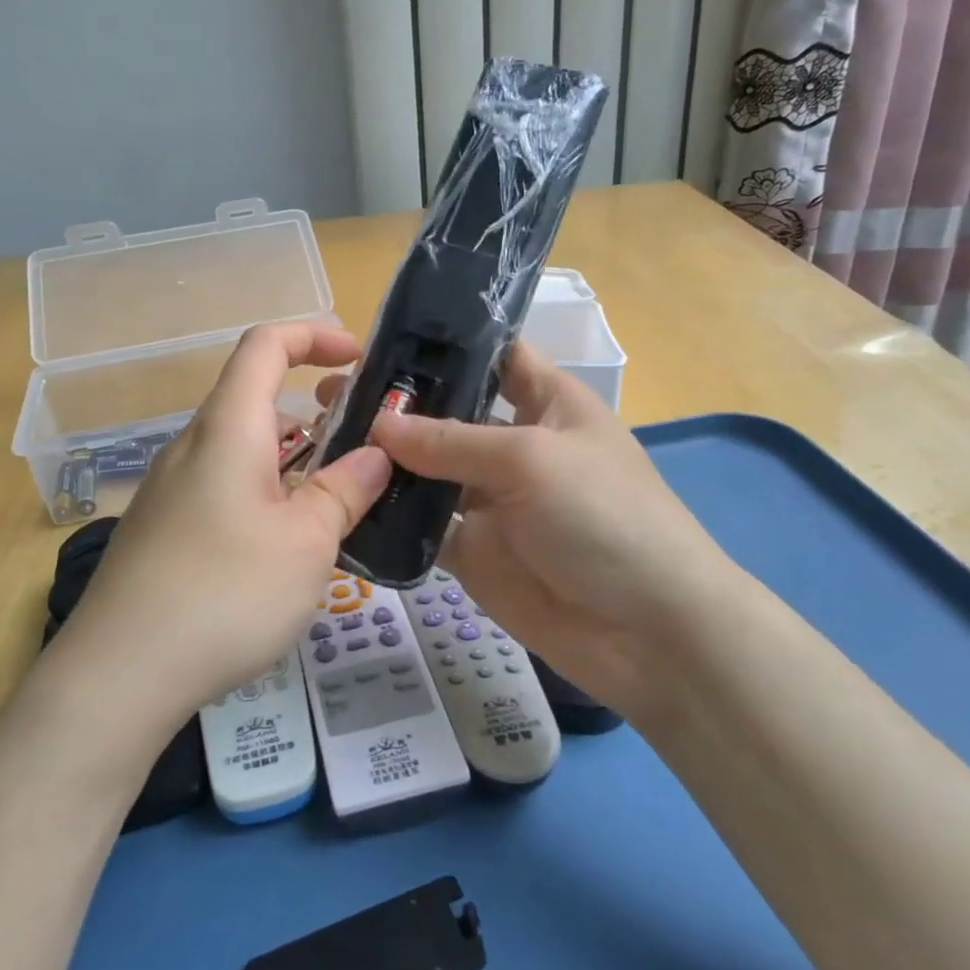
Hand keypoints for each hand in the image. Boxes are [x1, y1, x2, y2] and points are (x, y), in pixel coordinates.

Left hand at [66, 323, 391, 727]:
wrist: (120, 672)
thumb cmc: (226, 593)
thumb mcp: (307, 543)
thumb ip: (344, 491)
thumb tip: (374, 457)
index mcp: (228, 429)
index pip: (265, 345)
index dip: (313, 334)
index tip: (358, 355)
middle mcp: (193, 446)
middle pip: (255, 398)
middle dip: (314, 406)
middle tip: (362, 442)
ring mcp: (171, 489)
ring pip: (241, 448)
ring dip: (292, 456)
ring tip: (335, 499)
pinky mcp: (163, 529)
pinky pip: (223, 487)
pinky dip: (264, 491)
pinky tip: (284, 546)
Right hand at [365, 343, 742, 709]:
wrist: (648, 632)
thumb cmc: (604, 517)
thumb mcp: (530, 460)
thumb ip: (450, 440)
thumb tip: (378, 424)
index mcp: (545, 402)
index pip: (491, 355)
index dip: (442, 344)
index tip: (378, 337)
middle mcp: (514, 443)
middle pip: (446, 413)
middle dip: (395, 403)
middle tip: (328, 395)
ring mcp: (491, 500)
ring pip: (426, 470)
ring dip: (382, 459)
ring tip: (321, 439)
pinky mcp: (474, 551)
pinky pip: (423, 526)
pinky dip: (389, 515)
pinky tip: (342, 499)